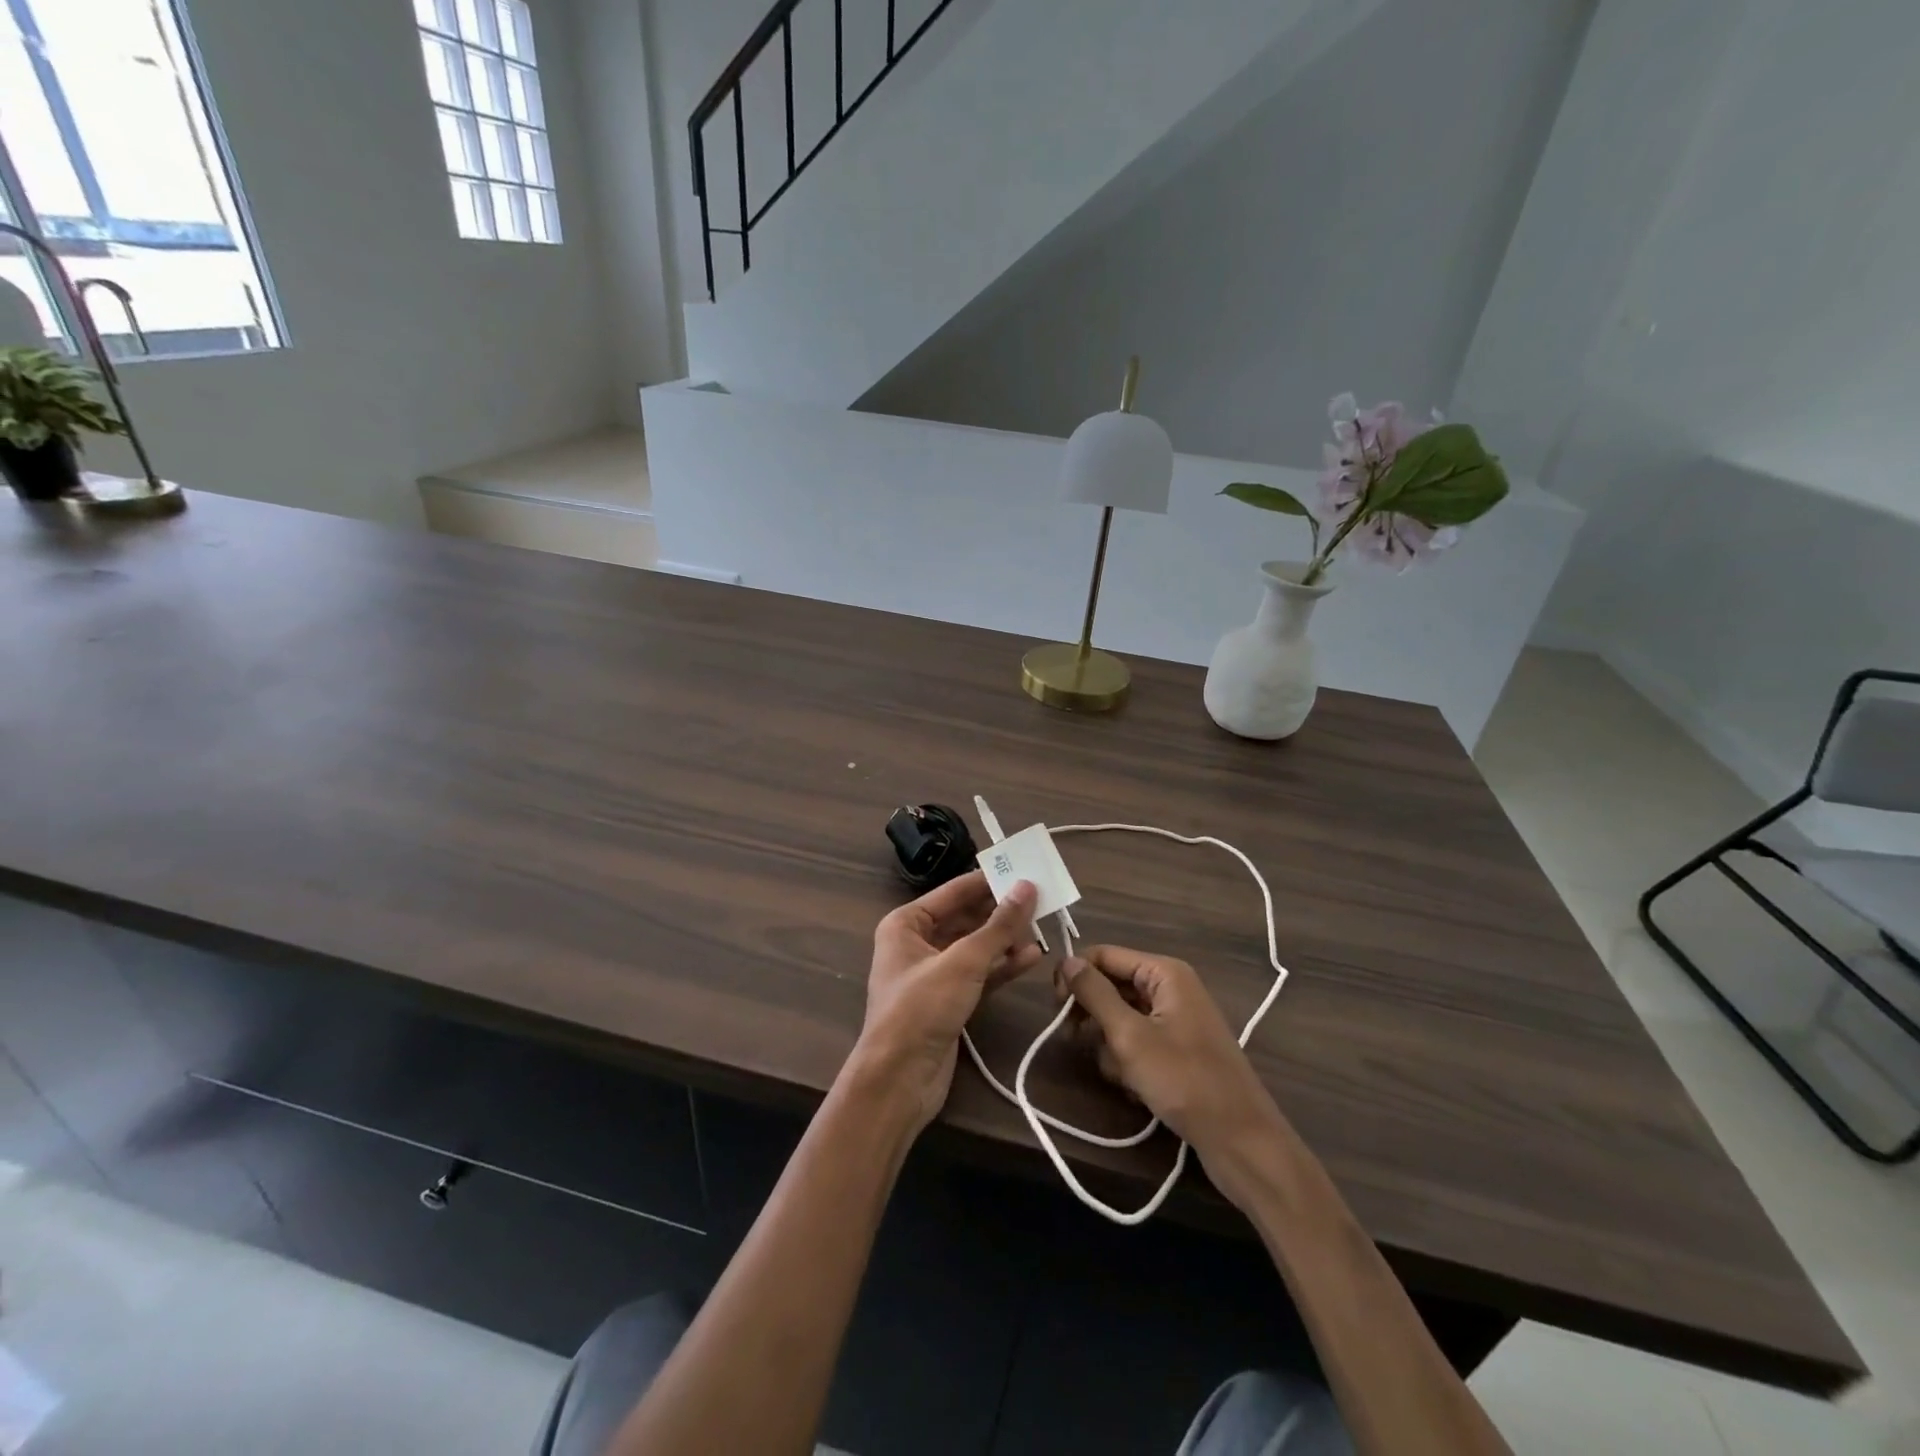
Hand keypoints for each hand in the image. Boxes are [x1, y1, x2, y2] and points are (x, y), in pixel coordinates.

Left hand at [855, 873, 1040, 1130]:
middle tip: (1041, 900)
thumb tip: (1027, 886)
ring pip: (975, 946)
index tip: (1024, 869)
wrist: (898, 1080)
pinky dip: (1002, 965)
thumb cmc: (922, 1008)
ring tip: (1043, 927)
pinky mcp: (948, 1000)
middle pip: (965, 917)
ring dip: (1006, 939)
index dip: (988, 880)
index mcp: (906, 923)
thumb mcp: (963, 962)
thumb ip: (998, 925)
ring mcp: (933, 973)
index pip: (954, 891)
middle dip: (1001, 912)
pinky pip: (979, 973)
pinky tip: (1031, 957)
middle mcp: (917, 943)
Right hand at [1058, 946, 1287, 1203]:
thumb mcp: (1130, 1036)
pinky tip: (1134, 1088)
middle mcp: (1171, 987)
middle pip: (1112, 986)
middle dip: (1092, 1015)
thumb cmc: (1184, 1081)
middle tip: (1073, 1040)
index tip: (1055, 1008)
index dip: (1075, 976)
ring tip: (1120, 1075)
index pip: (1104, 955)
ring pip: (1120, 1018)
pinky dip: (1128, 1062)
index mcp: (1165, 973)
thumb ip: (1095, 994)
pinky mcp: (1177, 1050)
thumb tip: (1066, 960)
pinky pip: (1137, 1042)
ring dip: (1110, 1045)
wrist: (1241, 1142)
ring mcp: (1175, 1020)